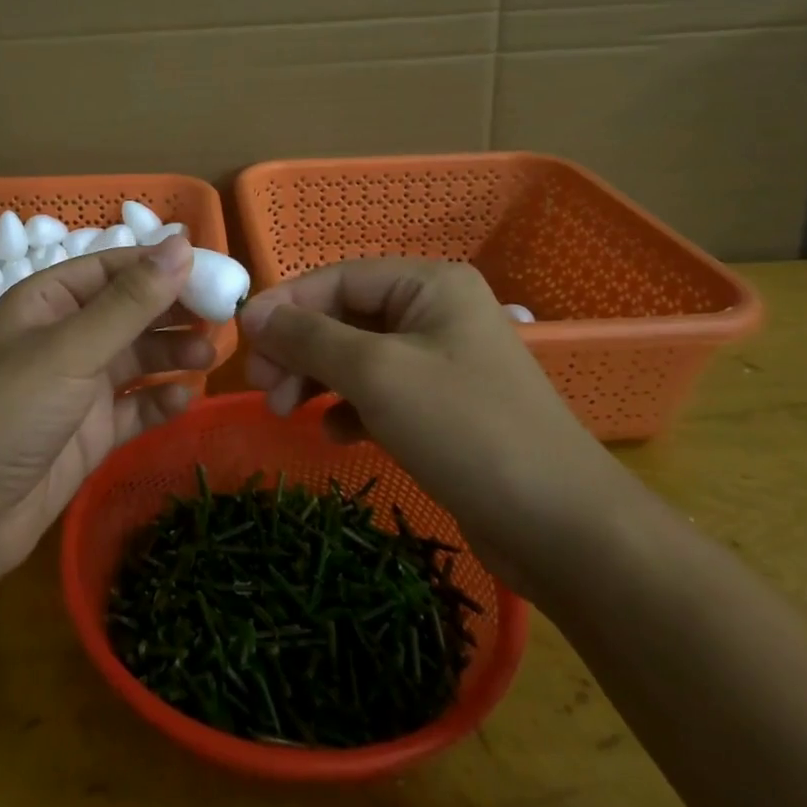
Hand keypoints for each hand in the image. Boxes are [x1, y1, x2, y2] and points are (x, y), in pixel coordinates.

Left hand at [0, 235, 214, 579]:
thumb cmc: (10, 411)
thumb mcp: (71, 348)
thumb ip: (130, 302)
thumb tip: (181, 244)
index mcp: (49, 302)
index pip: (115, 268)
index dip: (163, 267)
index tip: (215, 272)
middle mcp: (66, 337)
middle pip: (131, 312)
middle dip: (174, 313)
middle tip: (224, 318)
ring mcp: (79, 387)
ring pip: (138, 359)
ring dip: (173, 354)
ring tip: (210, 356)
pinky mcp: (91, 432)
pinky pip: (136, 407)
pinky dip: (161, 401)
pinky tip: (185, 399)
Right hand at [241, 258, 622, 597]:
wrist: (563, 528)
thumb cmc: (465, 429)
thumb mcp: (376, 374)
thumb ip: (308, 337)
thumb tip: (252, 312)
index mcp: (429, 284)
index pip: (336, 278)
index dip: (286, 305)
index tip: (244, 342)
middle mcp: (435, 312)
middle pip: (343, 317)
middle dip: (299, 350)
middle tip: (263, 389)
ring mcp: (440, 362)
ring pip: (356, 357)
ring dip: (315, 380)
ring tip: (284, 413)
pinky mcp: (442, 409)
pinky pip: (378, 394)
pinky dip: (348, 408)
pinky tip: (334, 435)